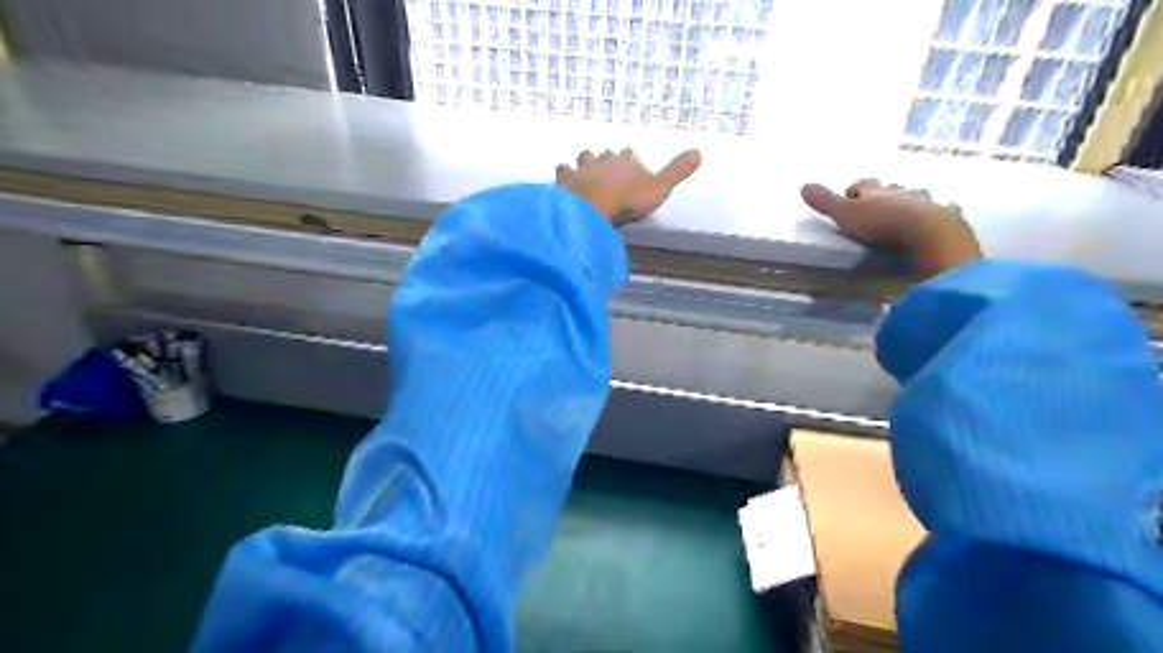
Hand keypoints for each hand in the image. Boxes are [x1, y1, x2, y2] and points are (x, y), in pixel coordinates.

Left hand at [555, 148, 699, 227]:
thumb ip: (676, 171)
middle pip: (606, 154)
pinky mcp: (565, 180)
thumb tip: (699, 151)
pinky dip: (564, 174)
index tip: (630, 163)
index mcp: (627, 160)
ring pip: (584, 158)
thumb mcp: (659, 188)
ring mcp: (583, 168)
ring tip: (585, 170)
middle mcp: (604, 159)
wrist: (594, 207)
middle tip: (607, 169)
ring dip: (585, 162)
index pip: (629, 154)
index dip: (629, 159)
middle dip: (606, 160)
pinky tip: (563, 179)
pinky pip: (563, 172)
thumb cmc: (628, 200)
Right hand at [800, 179, 978, 280]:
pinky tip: (932, 225)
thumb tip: (803, 185)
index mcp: (877, 191)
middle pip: (890, 189)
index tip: (848, 196)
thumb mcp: (847, 214)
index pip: (863, 184)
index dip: (855, 189)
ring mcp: (926, 205)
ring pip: (915, 199)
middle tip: (875, 207)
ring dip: (908, 205)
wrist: (929, 234)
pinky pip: (939, 215)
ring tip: (902, 216)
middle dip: (883, 196)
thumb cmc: (882, 223)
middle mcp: (902, 193)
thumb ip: (826, 202)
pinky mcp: (946, 220)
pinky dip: (933, 218)